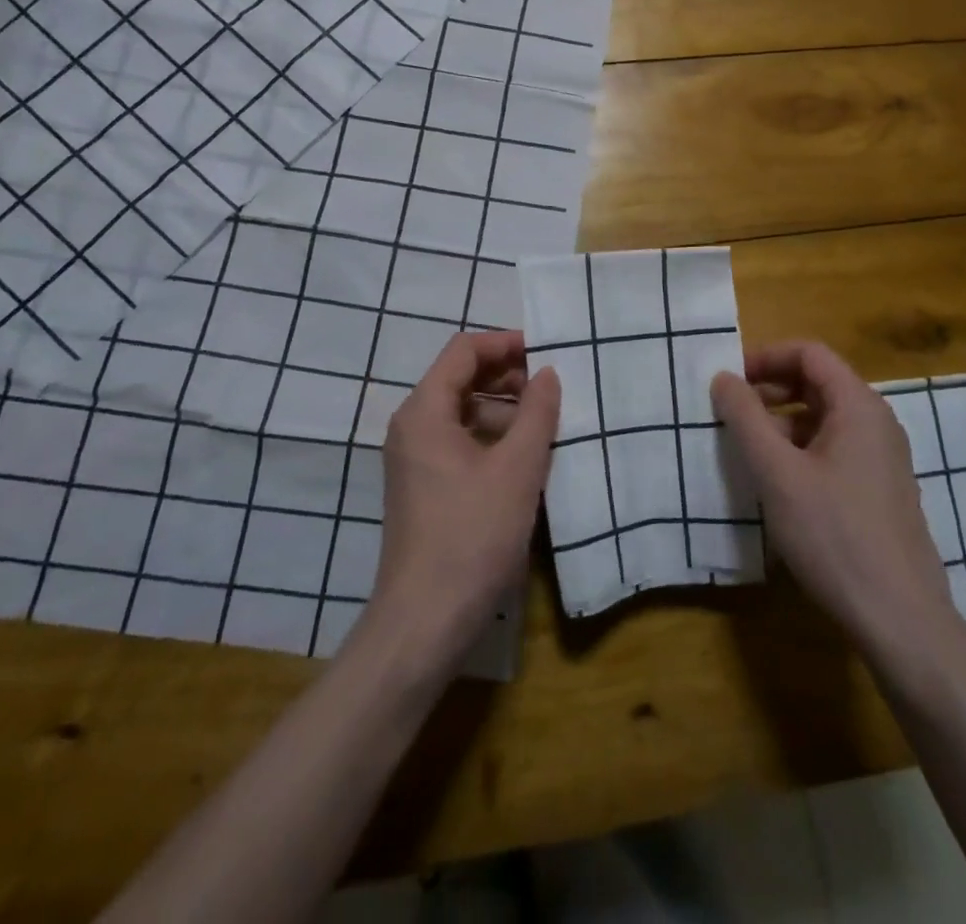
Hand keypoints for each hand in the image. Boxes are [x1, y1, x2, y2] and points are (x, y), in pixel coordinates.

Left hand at [363, 331, 559, 675]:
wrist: (425, 621)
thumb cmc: (472, 536)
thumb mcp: (517, 469)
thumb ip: (536, 413)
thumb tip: (548, 374)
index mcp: (425, 411)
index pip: (464, 350)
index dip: (505, 343)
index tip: (547, 352)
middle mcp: (412, 426)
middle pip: (461, 378)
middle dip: (508, 376)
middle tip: (552, 389)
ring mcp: (415, 458)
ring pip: (463, 413)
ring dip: (504, 410)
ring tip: (547, 423)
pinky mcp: (424, 486)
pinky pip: (460, 442)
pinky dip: (492, 438)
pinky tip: (526, 458)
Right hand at [712, 342, 960, 657]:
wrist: (900, 619)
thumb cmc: (833, 535)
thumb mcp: (776, 473)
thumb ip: (745, 418)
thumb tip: (723, 377)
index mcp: (858, 406)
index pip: (809, 352)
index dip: (765, 357)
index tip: (729, 381)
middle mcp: (877, 422)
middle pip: (819, 382)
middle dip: (771, 389)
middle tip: (732, 413)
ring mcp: (883, 457)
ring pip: (825, 418)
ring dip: (783, 421)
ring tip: (749, 449)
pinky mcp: (881, 489)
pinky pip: (836, 448)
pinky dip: (802, 448)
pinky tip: (780, 482)